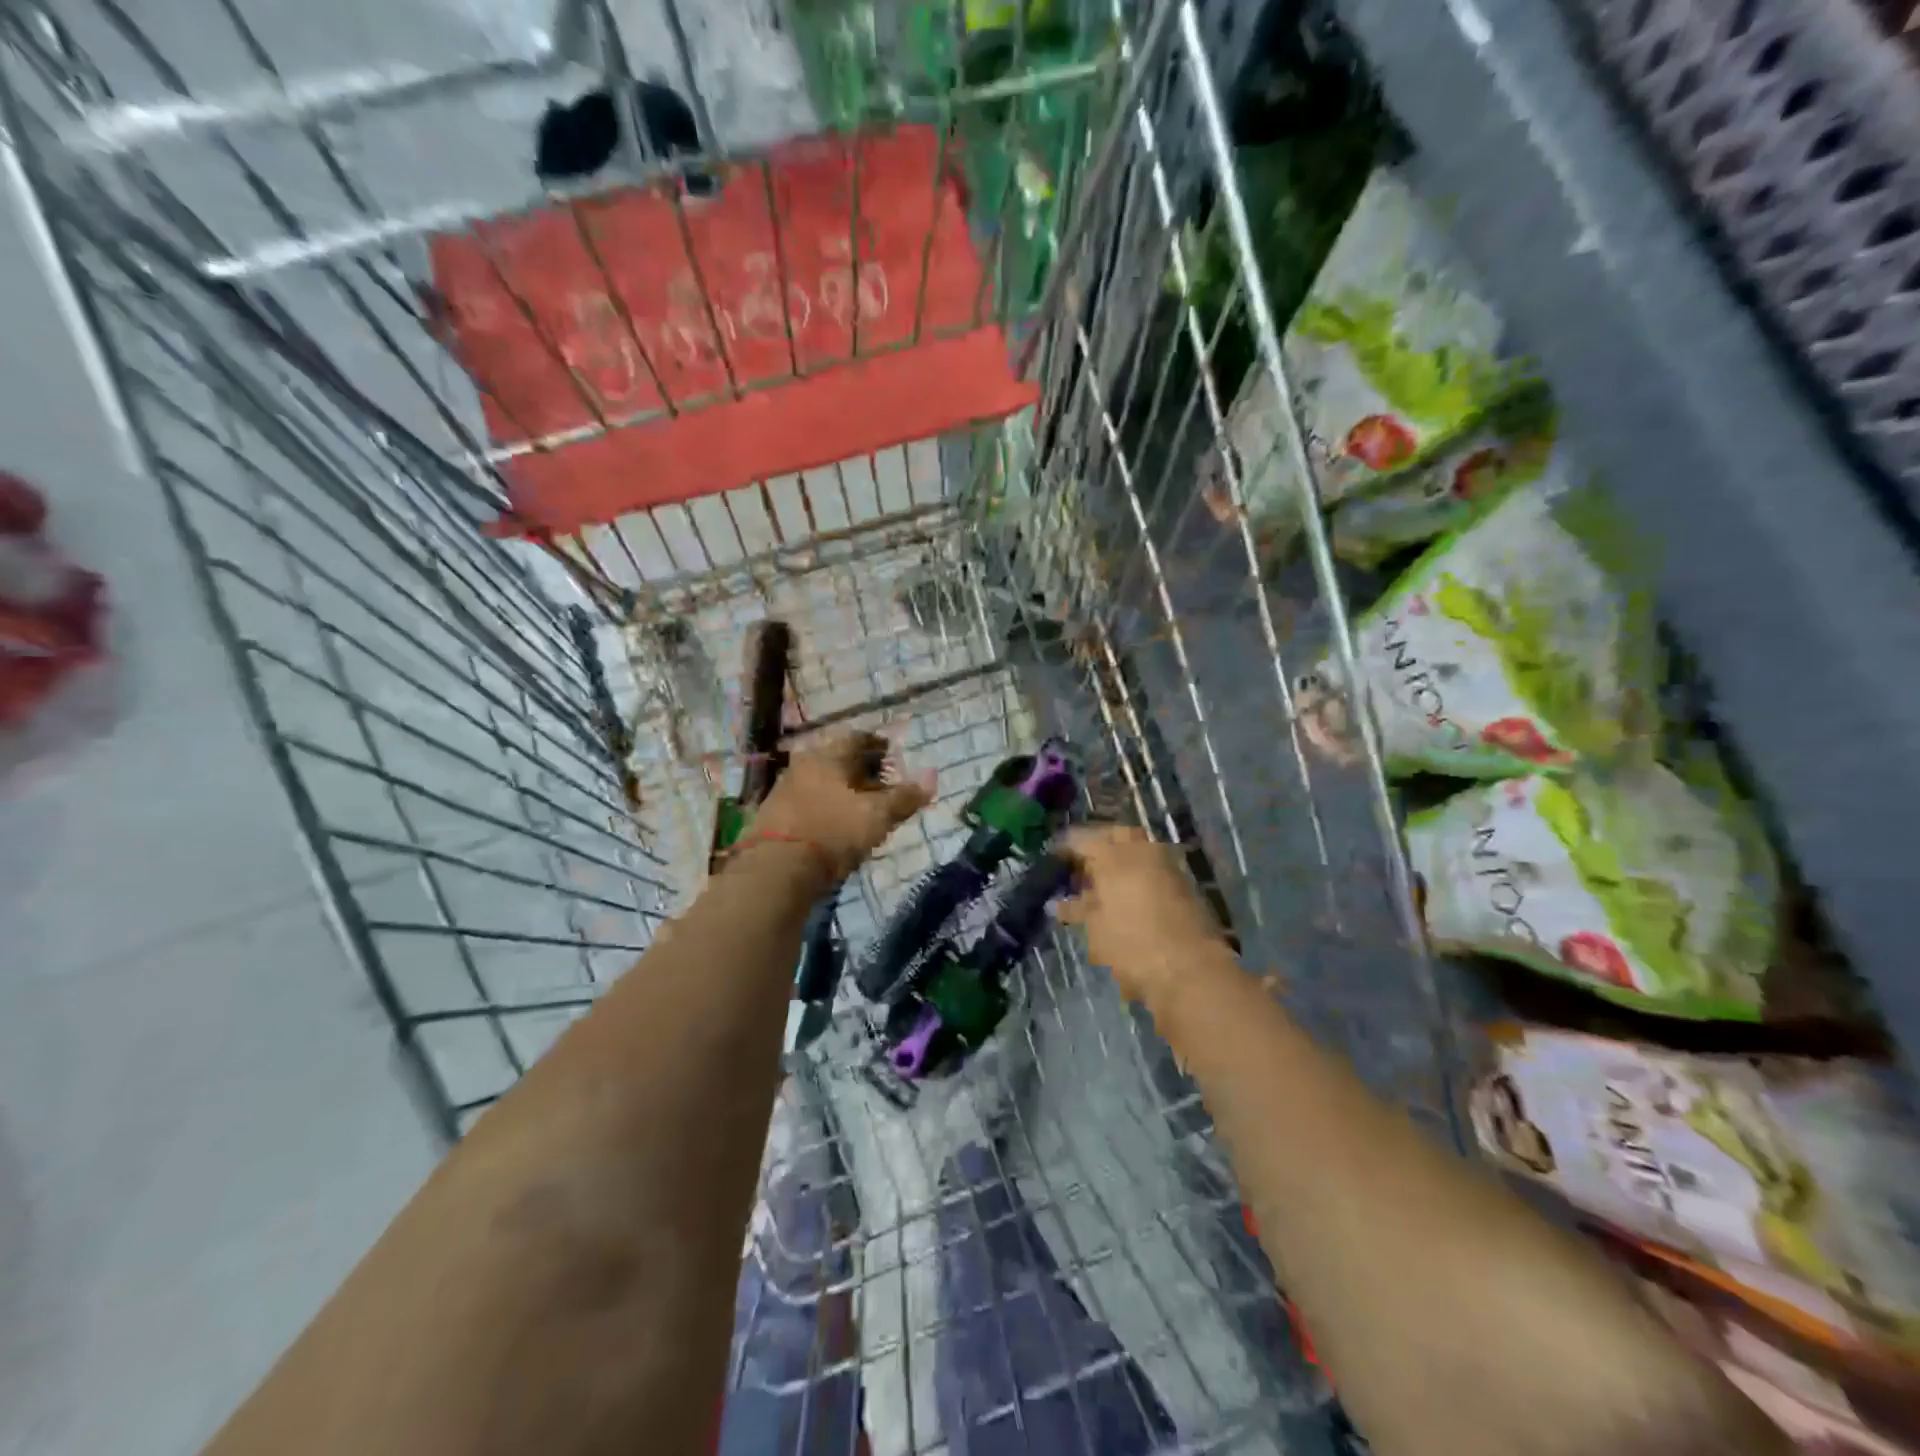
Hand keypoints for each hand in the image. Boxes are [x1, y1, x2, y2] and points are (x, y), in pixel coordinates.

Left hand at [748, 731, 932, 880]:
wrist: (776, 869)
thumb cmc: (833, 832)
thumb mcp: (877, 816)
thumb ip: (905, 797)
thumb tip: (932, 777)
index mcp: (829, 755)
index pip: (858, 738)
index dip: (878, 745)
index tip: (892, 756)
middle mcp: (804, 763)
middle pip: (837, 759)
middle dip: (861, 770)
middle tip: (880, 784)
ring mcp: (784, 788)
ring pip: (821, 781)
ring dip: (840, 789)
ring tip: (859, 807)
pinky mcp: (773, 814)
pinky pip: (807, 801)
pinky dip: (824, 806)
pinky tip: (833, 824)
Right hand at [1057, 825, 1231, 1010]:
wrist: (1192, 971)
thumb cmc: (1132, 946)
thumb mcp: (1096, 929)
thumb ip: (1077, 910)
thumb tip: (1058, 904)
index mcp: (1114, 855)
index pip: (1080, 839)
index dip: (1064, 848)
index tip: (1053, 859)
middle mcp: (1142, 850)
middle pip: (1114, 836)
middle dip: (1097, 846)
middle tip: (1081, 867)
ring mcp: (1167, 865)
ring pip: (1137, 849)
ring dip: (1119, 861)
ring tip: (1100, 886)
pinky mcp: (1184, 884)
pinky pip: (1153, 868)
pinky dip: (1137, 875)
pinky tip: (1125, 897)